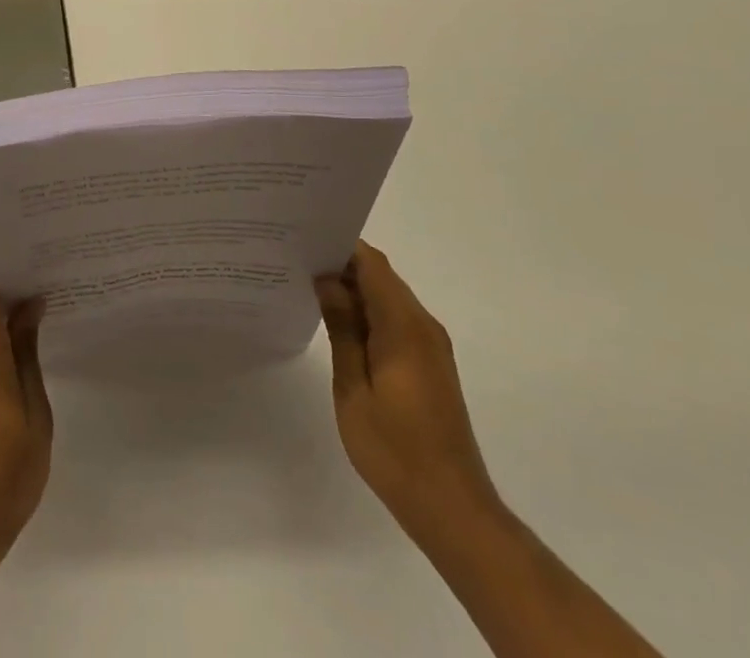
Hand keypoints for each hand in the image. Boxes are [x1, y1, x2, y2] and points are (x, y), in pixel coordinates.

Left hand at [0, 263, 50, 568]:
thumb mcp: (32, 414)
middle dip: (10, 282)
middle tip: (50, 276)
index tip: (36, 254)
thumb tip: (29, 303)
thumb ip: (26, 353)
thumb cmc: (1, 477)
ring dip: (3, 311)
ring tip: (45, 307)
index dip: (3, 261)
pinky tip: (23, 349)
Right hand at [315, 241, 499, 536]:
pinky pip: (395, 321)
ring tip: (309, 289)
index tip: (304, 241)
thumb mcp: (354, 388)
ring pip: (387, 298)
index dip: (340, 246)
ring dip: (354, 291)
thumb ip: (342, 328)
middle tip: (297, 263)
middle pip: (380, 276)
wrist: (452, 508)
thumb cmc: (395, 449)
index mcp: (404, 325)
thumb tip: (326, 279)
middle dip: (342, 265)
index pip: (372, 263)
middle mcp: (423, 326)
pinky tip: (338, 326)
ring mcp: (430, 346)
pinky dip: (368, 314)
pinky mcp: (430, 364)